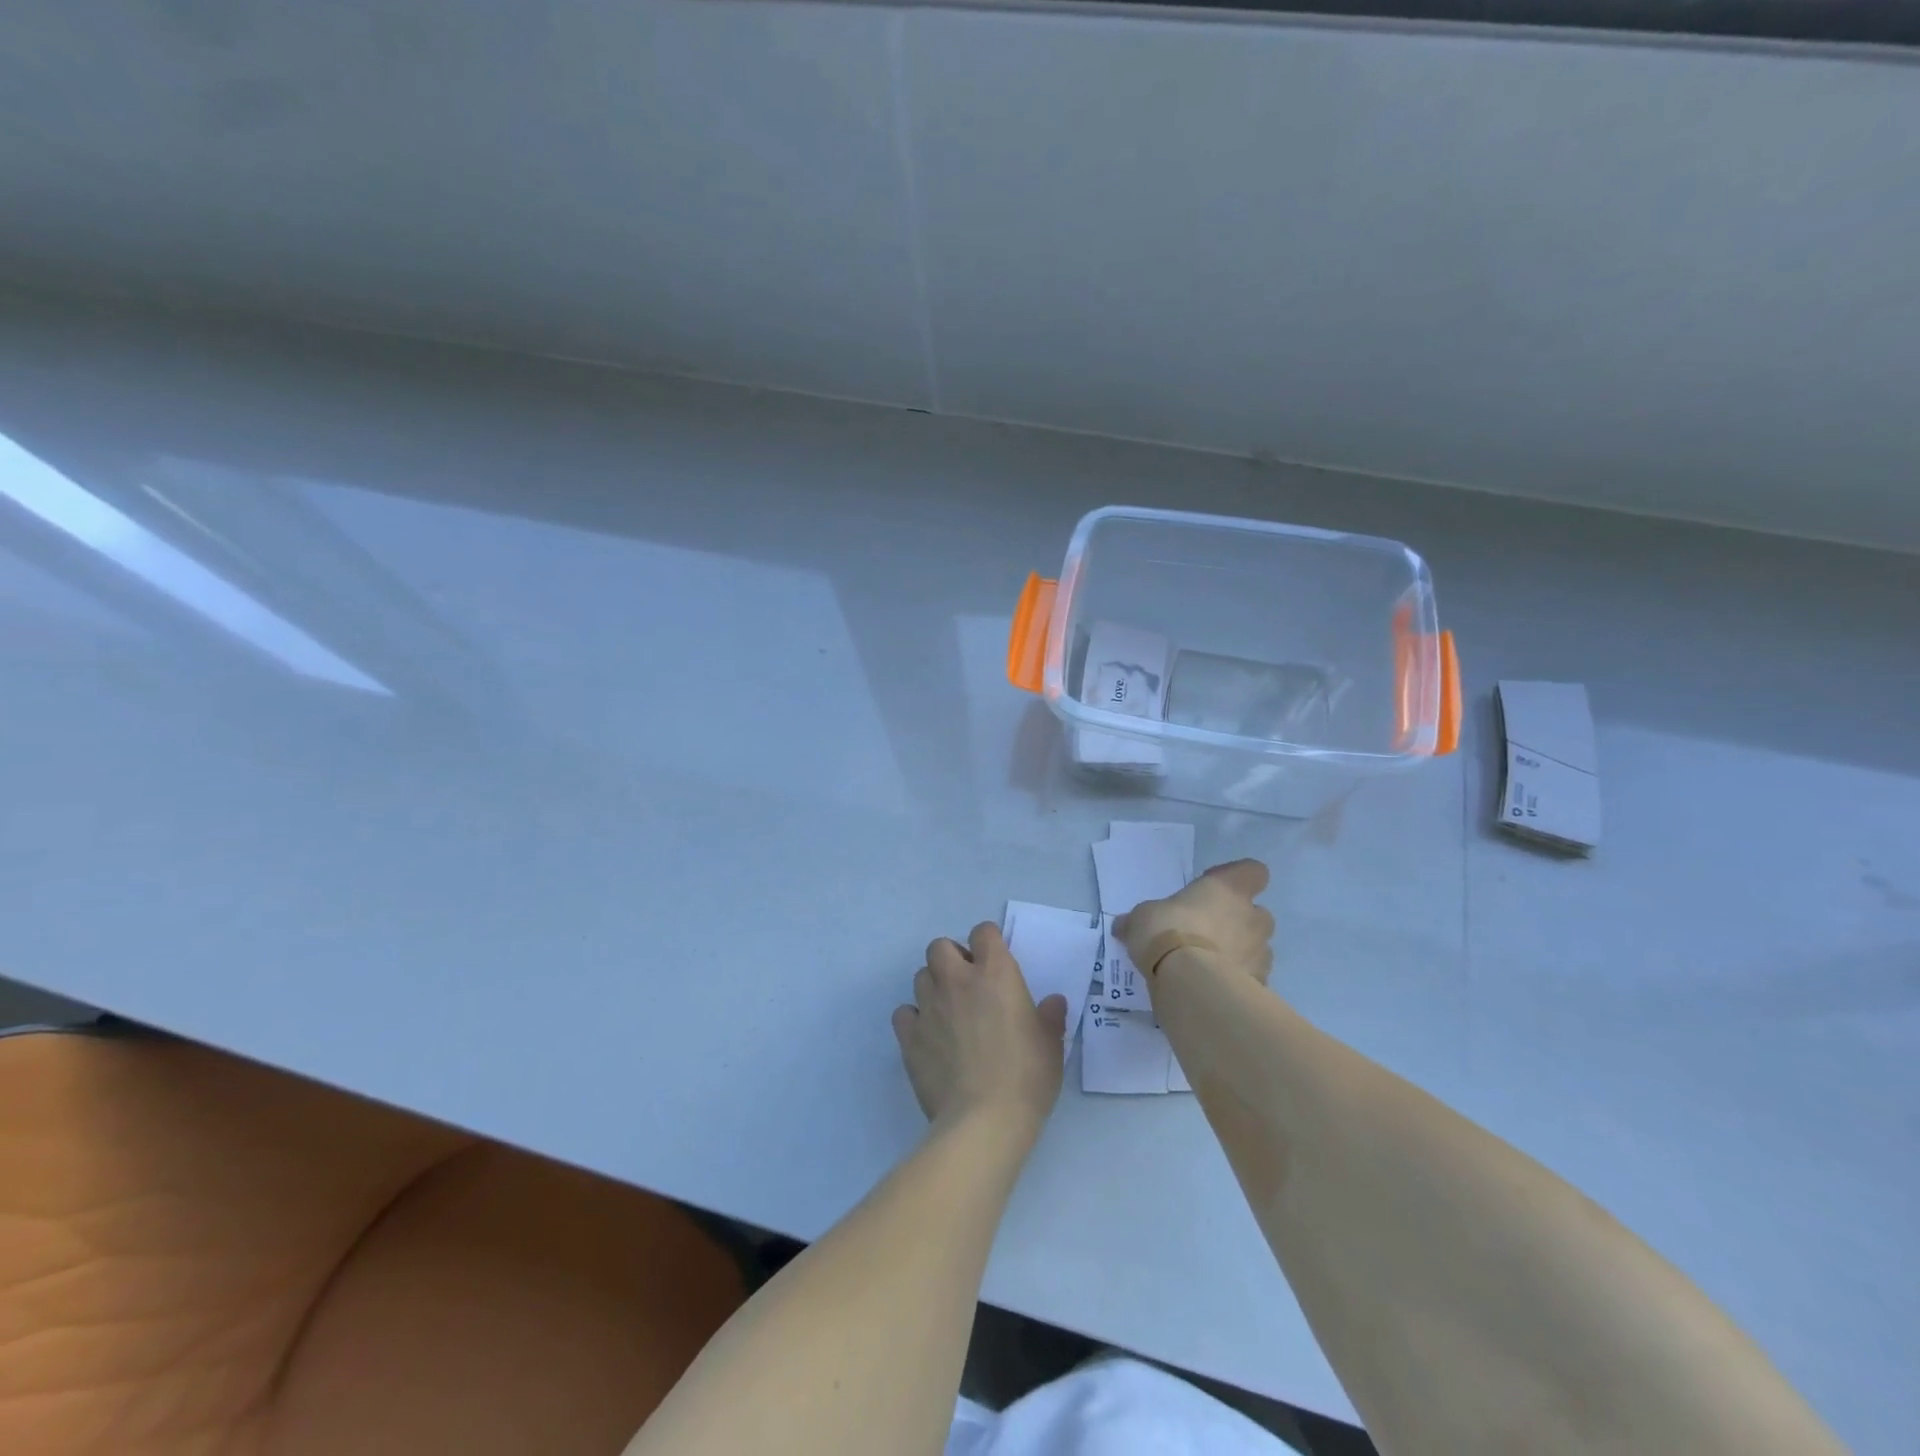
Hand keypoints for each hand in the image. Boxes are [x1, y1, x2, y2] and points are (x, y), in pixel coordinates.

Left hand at [892, 923, 1067, 1130]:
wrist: (984, 1121)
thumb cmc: (1027, 1077)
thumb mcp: (1051, 1044)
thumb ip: (1050, 1016)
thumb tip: (1053, 1002)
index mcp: (995, 974)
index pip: (983, 932)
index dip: (988, 942)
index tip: (995, 961)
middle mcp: (958, 980)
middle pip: (939, 946)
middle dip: (951, 958)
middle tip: (967, 984)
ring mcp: (929, 1006)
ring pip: (920, 976)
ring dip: (933, 987)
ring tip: (948, 1013)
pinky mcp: (910, 1036)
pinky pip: (904, 1013)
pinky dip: (913, 1019)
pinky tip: (928, 1037)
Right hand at [1114, 858, 1274, 985]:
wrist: (1191, 983)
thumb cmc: (1168, 932)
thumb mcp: (1141, 919)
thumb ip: (1139, 920)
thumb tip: (1123, 925)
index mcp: (1228, 888)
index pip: (1252, 871)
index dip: (1236, 878)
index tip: (1212, 889)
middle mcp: (1252, 916)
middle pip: (1256, 913)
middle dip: (1237, 923)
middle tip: (1206, 933)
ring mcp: (1261, 952)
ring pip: (1256, 948)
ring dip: (1238, 953)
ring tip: (1207, 966)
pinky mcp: (1261, 984)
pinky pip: (1250, 978)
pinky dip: (1236, 982)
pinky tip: (1211, 988)